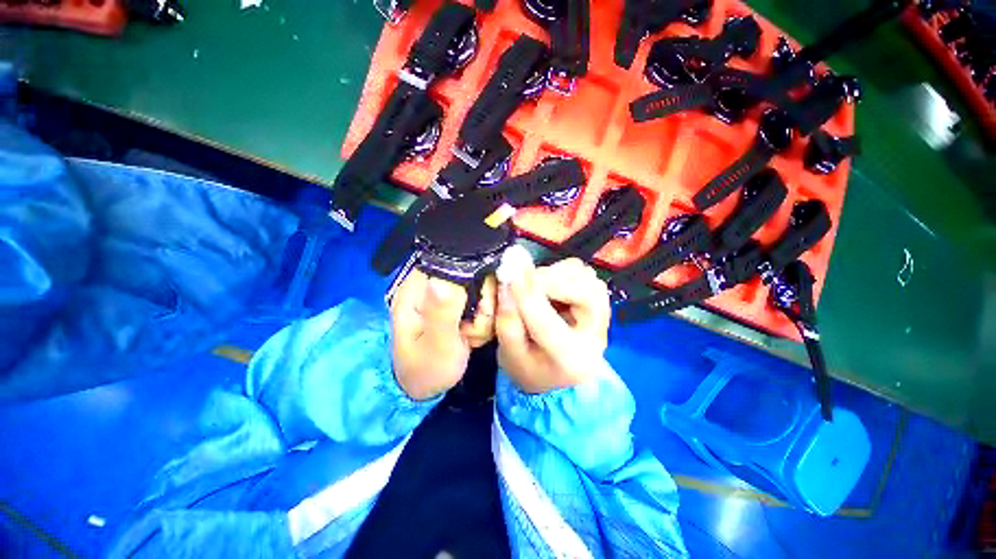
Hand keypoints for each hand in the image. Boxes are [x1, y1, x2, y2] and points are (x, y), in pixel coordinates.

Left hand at [390, 269, 495, 399]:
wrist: (426, 385)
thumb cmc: (426, 368)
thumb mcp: (435, 345)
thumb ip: (441, 314)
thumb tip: (442, 282)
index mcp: (416, 288)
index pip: (456, 265)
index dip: (475, 284)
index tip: (478, 312)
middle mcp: (431, 283)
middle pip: (475, 275)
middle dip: (482, 306)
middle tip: (469, 330)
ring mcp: (445, 292)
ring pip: (483, 289)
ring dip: (484, 316)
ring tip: (468, 337)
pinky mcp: (456, 302)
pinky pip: (483, 300)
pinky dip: (482, 320)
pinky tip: (470, 336)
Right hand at [495, 256, 610, 393]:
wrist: (559, 375)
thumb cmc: (531, 368)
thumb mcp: (511, 355)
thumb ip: (507, 322)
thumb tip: (506, 283)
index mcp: (571, 360)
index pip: (547, 325)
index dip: (525, 297)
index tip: (507, 278)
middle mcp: (595, 333)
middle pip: (580, 292)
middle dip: (545, 281)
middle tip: (520, 283)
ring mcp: (601, 312)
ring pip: (582, 275)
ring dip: (552, 274)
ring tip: (533, 287)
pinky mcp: (597, 297)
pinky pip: (580, 271)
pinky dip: (559, 271)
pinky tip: (547, 286)